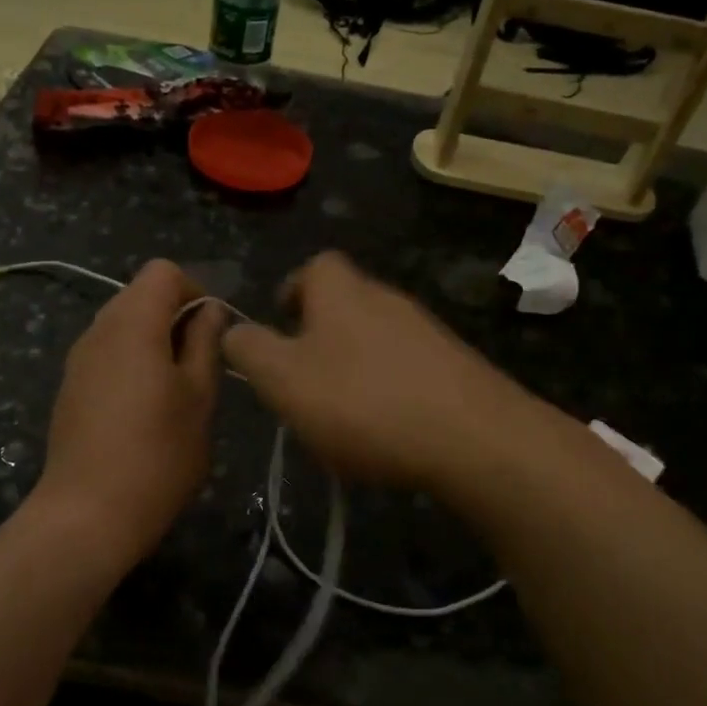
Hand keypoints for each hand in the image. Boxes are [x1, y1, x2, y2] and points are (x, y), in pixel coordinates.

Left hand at [34, 259, 225, 566]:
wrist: (87, 514)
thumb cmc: (158, 455)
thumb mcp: (199, 398)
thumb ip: (206, 344)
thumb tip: (209, 311)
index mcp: (132, 323)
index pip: (163, 271)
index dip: (195, 290)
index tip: (212, 333)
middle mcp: (98, 329)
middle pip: (139, 295)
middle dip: (175, 317)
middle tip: (200, 365)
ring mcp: (78, 359)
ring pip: (122, 326)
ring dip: (154, 342)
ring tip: (176, 390)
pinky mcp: (69, 387)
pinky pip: (106, 354)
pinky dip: (131, 362)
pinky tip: (144, 410)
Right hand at [221, 251, 531, 494]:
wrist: (474, 439)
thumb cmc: (363, 402)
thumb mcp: (283, 379)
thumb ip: (249, 350)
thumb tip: (232, 331)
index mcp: (342, 291)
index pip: (314, 266)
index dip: (292, 291)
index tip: (280, 327)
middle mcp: (387, 299)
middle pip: (346, 303)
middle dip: (319, 336)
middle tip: (302, 381)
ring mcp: (428, 332)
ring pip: (377, 339)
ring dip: (354, 367)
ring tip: (341, 416)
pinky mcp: (457, 368)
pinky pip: (409, 369)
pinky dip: (390, 391)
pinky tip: (387, 432)